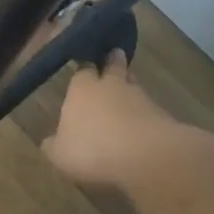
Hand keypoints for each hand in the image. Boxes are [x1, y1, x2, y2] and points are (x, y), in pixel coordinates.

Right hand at [43, 50, 178, 189]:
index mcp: (82, 89)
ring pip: (134, 86)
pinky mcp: (164, 116)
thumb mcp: (60, 155)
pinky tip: (142, 128)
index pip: (83, 70)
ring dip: (131, 89)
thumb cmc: (92, 150)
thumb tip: (49, 142)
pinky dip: (146, 116)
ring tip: (127, 95)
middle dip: (113, 62)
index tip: (86, 65)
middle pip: (114, 66)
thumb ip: (54, 146)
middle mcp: (111, 86)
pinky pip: (151, 111)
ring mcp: (141, 98)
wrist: (147, 157)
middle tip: (114, 57)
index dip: (85, 68)